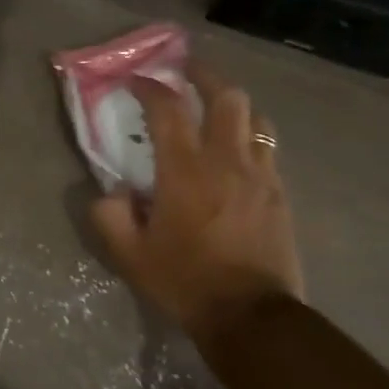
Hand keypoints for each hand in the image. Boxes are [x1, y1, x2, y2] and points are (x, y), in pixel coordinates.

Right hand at [91, 64, 304, 348]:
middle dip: (204, 76)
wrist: (251, 316)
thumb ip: (110, 216)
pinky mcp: (279, 193)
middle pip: (226, 96)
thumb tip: (111, 192)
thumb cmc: (185, 282)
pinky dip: (250, 135)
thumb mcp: (130, 256)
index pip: (167, 109)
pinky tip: (239, 150)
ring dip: (233, 103)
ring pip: (255, 117)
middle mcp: (226, 160)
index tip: (136, 80)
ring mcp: (259, 174)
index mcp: (184, 170)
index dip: (149, 87)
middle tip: (186, 72)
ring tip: (217, 106)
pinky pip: (268, 148)